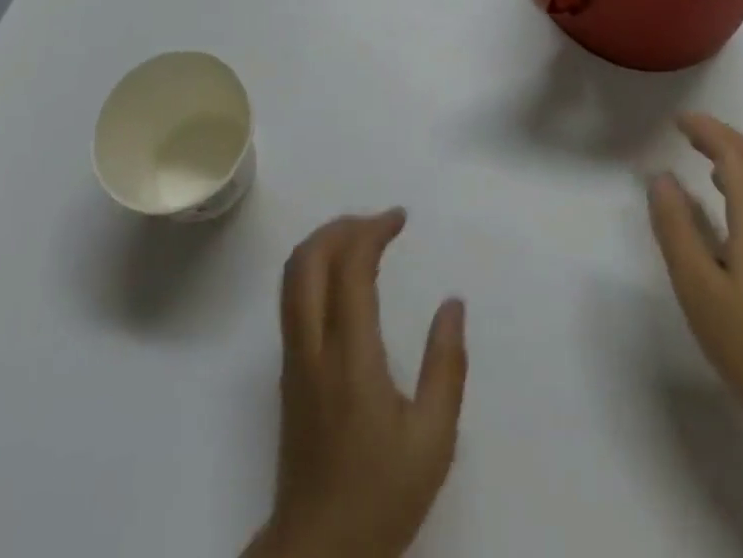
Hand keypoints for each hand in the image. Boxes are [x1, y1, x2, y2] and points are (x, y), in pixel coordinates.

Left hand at [247, 211, 466, 557]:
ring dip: (325, 242)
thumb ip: (446, 366)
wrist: (317, 552)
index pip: (350, 266)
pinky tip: (345, 279)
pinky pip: (293, 297)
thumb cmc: (380, 495)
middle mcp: (312, 345)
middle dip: (342, 225)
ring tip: (363, 239)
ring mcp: (293, 358)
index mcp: (349, 355)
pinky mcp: (288, 372)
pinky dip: (316, 266)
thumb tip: (453, 303)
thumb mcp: (432, 439)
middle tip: (379, 222)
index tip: (400, 218)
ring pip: (292, 275)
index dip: (373, 230)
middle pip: (307, 258)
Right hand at [647, 113, 742, 422]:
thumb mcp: (696, 284)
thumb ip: (676, 226)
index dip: (708, 131)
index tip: (677, 121)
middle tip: (685, 129)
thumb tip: (661, 178)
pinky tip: (724, 199)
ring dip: (735, 157)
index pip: (736, 156)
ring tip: (700, 153)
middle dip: (722, 136)